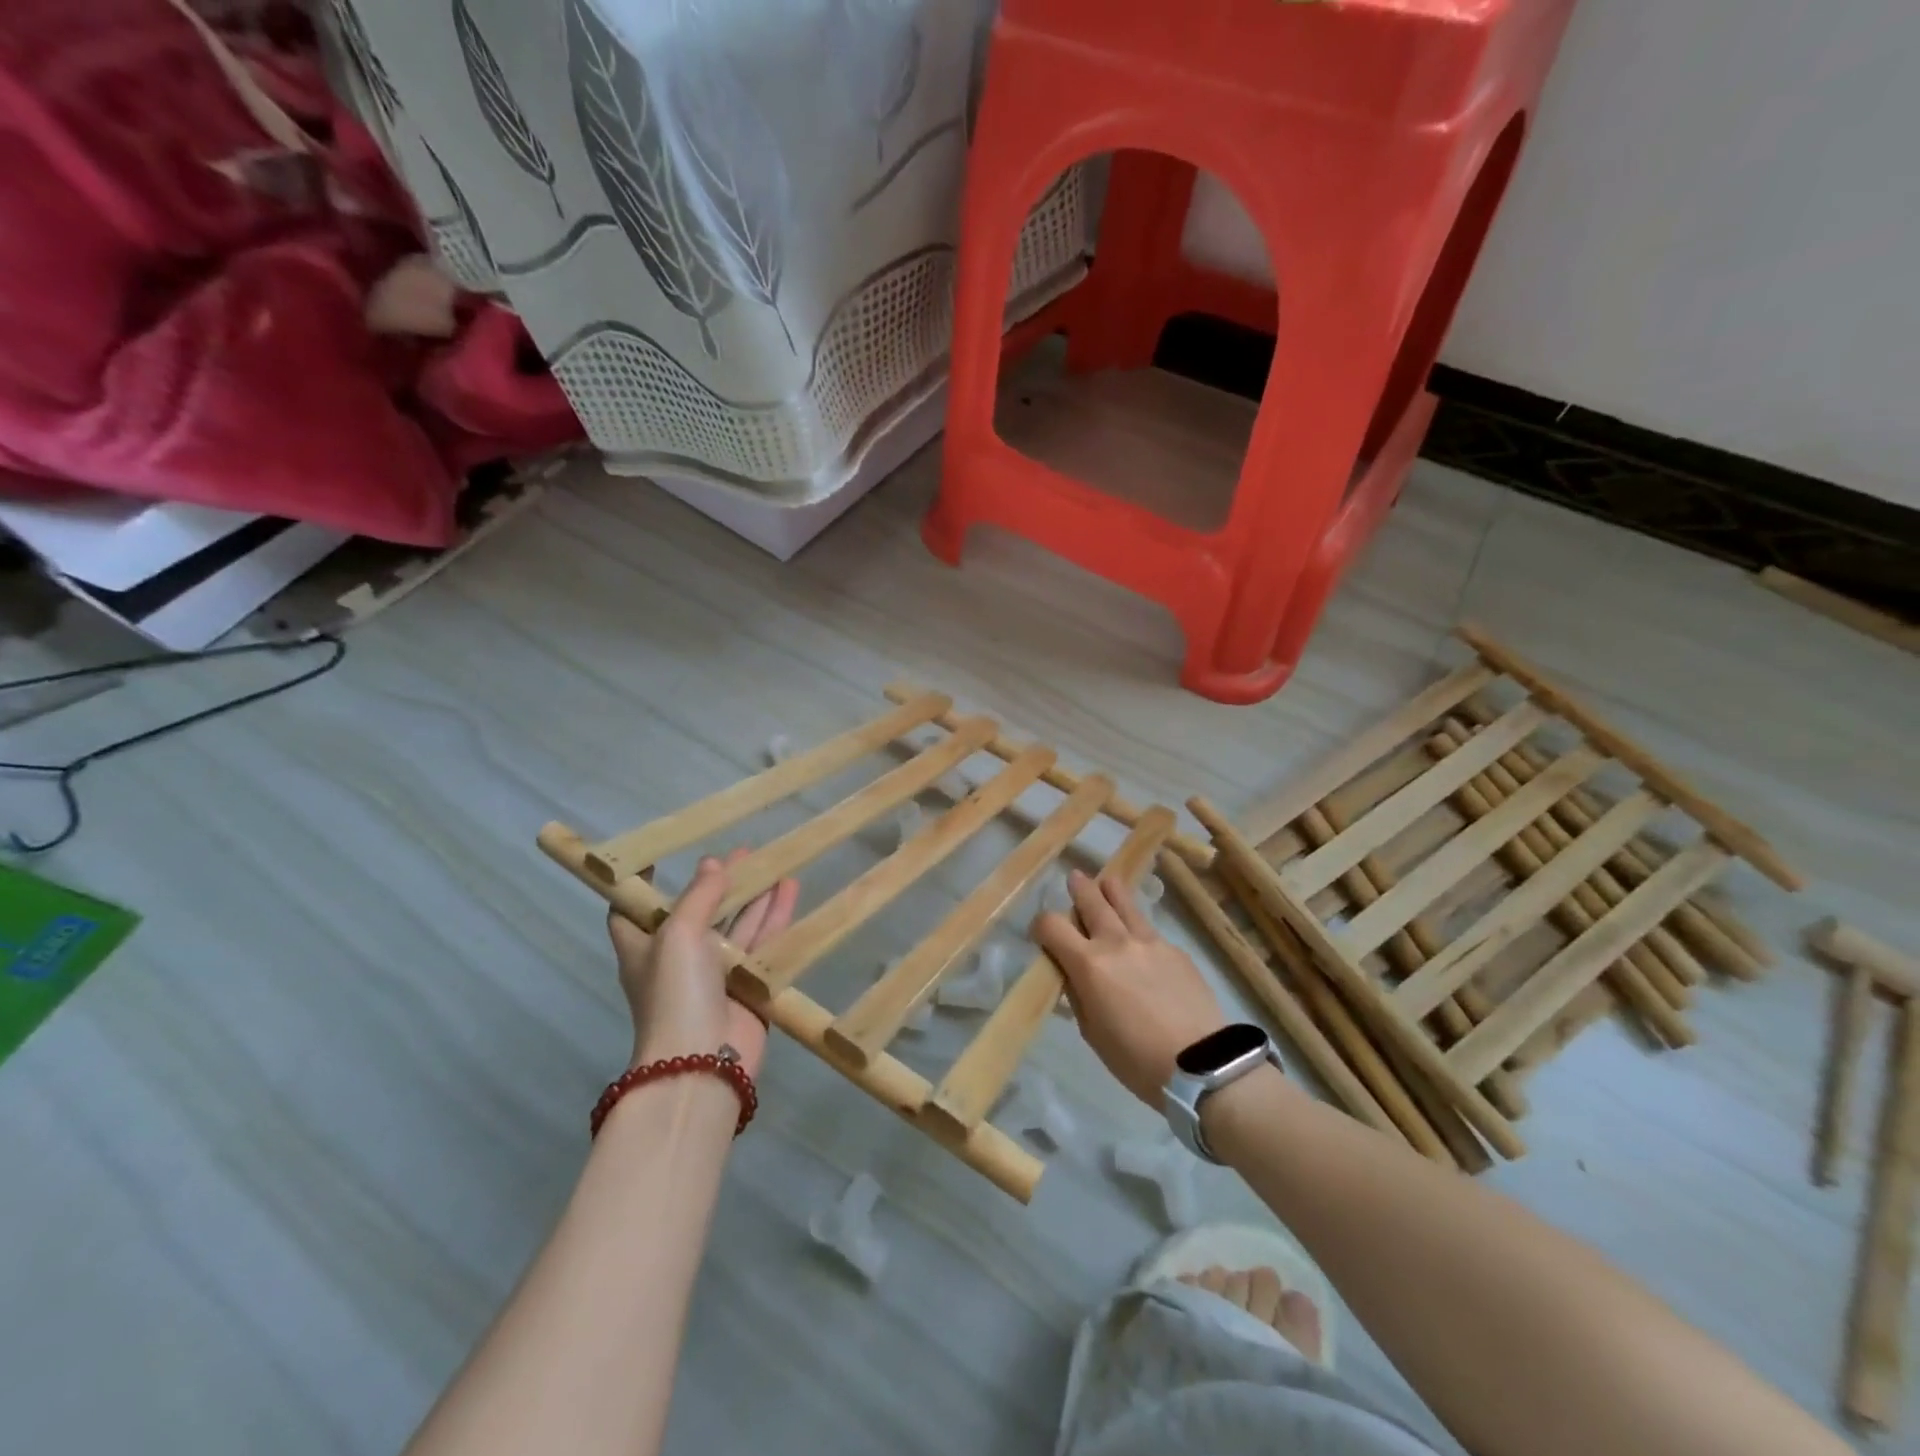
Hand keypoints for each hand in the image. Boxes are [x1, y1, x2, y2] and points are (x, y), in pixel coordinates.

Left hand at [607, 849, 799, 1076]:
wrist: (703, 1063)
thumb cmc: (676, 993)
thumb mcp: (678, 934)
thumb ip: (698, 896)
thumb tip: (713, 864)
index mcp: (644, 947)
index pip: (633, 910)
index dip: (642, 883)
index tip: (661, 857)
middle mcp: (677, 958)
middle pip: (698, 911)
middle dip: (718, 883)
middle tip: (743, 851)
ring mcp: (714, 974)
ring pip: (737, 924)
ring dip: (754, 896)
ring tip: (775, 862)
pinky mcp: (747, 986)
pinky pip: (763, 944)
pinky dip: (776, 918)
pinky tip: (792, 890)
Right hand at [1034, 869, 1227, 1106]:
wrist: (1202, 1065)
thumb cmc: (1136, 1059)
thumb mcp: (1092, 1032)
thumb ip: (1078, 994)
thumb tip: (1072, 974)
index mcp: (1088, 964)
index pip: (1052, 925)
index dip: (1041, 925)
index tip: (1042, 934)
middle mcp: (1116, 942)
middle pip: (1091, 900)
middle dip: (1079, 888)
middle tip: (1075, 879)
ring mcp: (1150, 941)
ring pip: (1125, 902)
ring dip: (1111, 890)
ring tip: (1106, 882)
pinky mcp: (1176, 949)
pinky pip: (1150, 929)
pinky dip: (1138, 927)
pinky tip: (1141, 941)